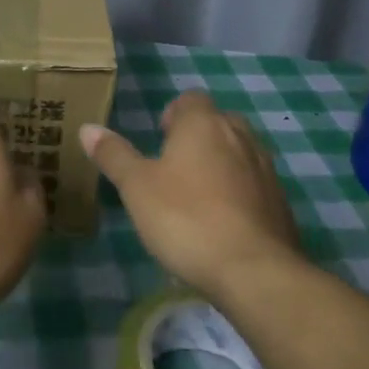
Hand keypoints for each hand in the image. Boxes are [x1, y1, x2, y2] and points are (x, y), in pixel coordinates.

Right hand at [80, 91, 300, 296]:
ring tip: (196, 196)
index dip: (174, 114)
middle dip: (198, 137)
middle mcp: (240, 137)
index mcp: (204, 125)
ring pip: (240, 152)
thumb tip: (88, 128)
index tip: (159, 139)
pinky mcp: (280, 202)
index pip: (191, 99)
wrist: (253, 270)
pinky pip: (254, 184)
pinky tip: (222, 223)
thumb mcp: (136, 187)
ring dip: (220, 164)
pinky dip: (239, 193)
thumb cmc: (185, 219)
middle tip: (173, 167)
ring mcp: (266, 169)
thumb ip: (114, 155)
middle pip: (219, 122)